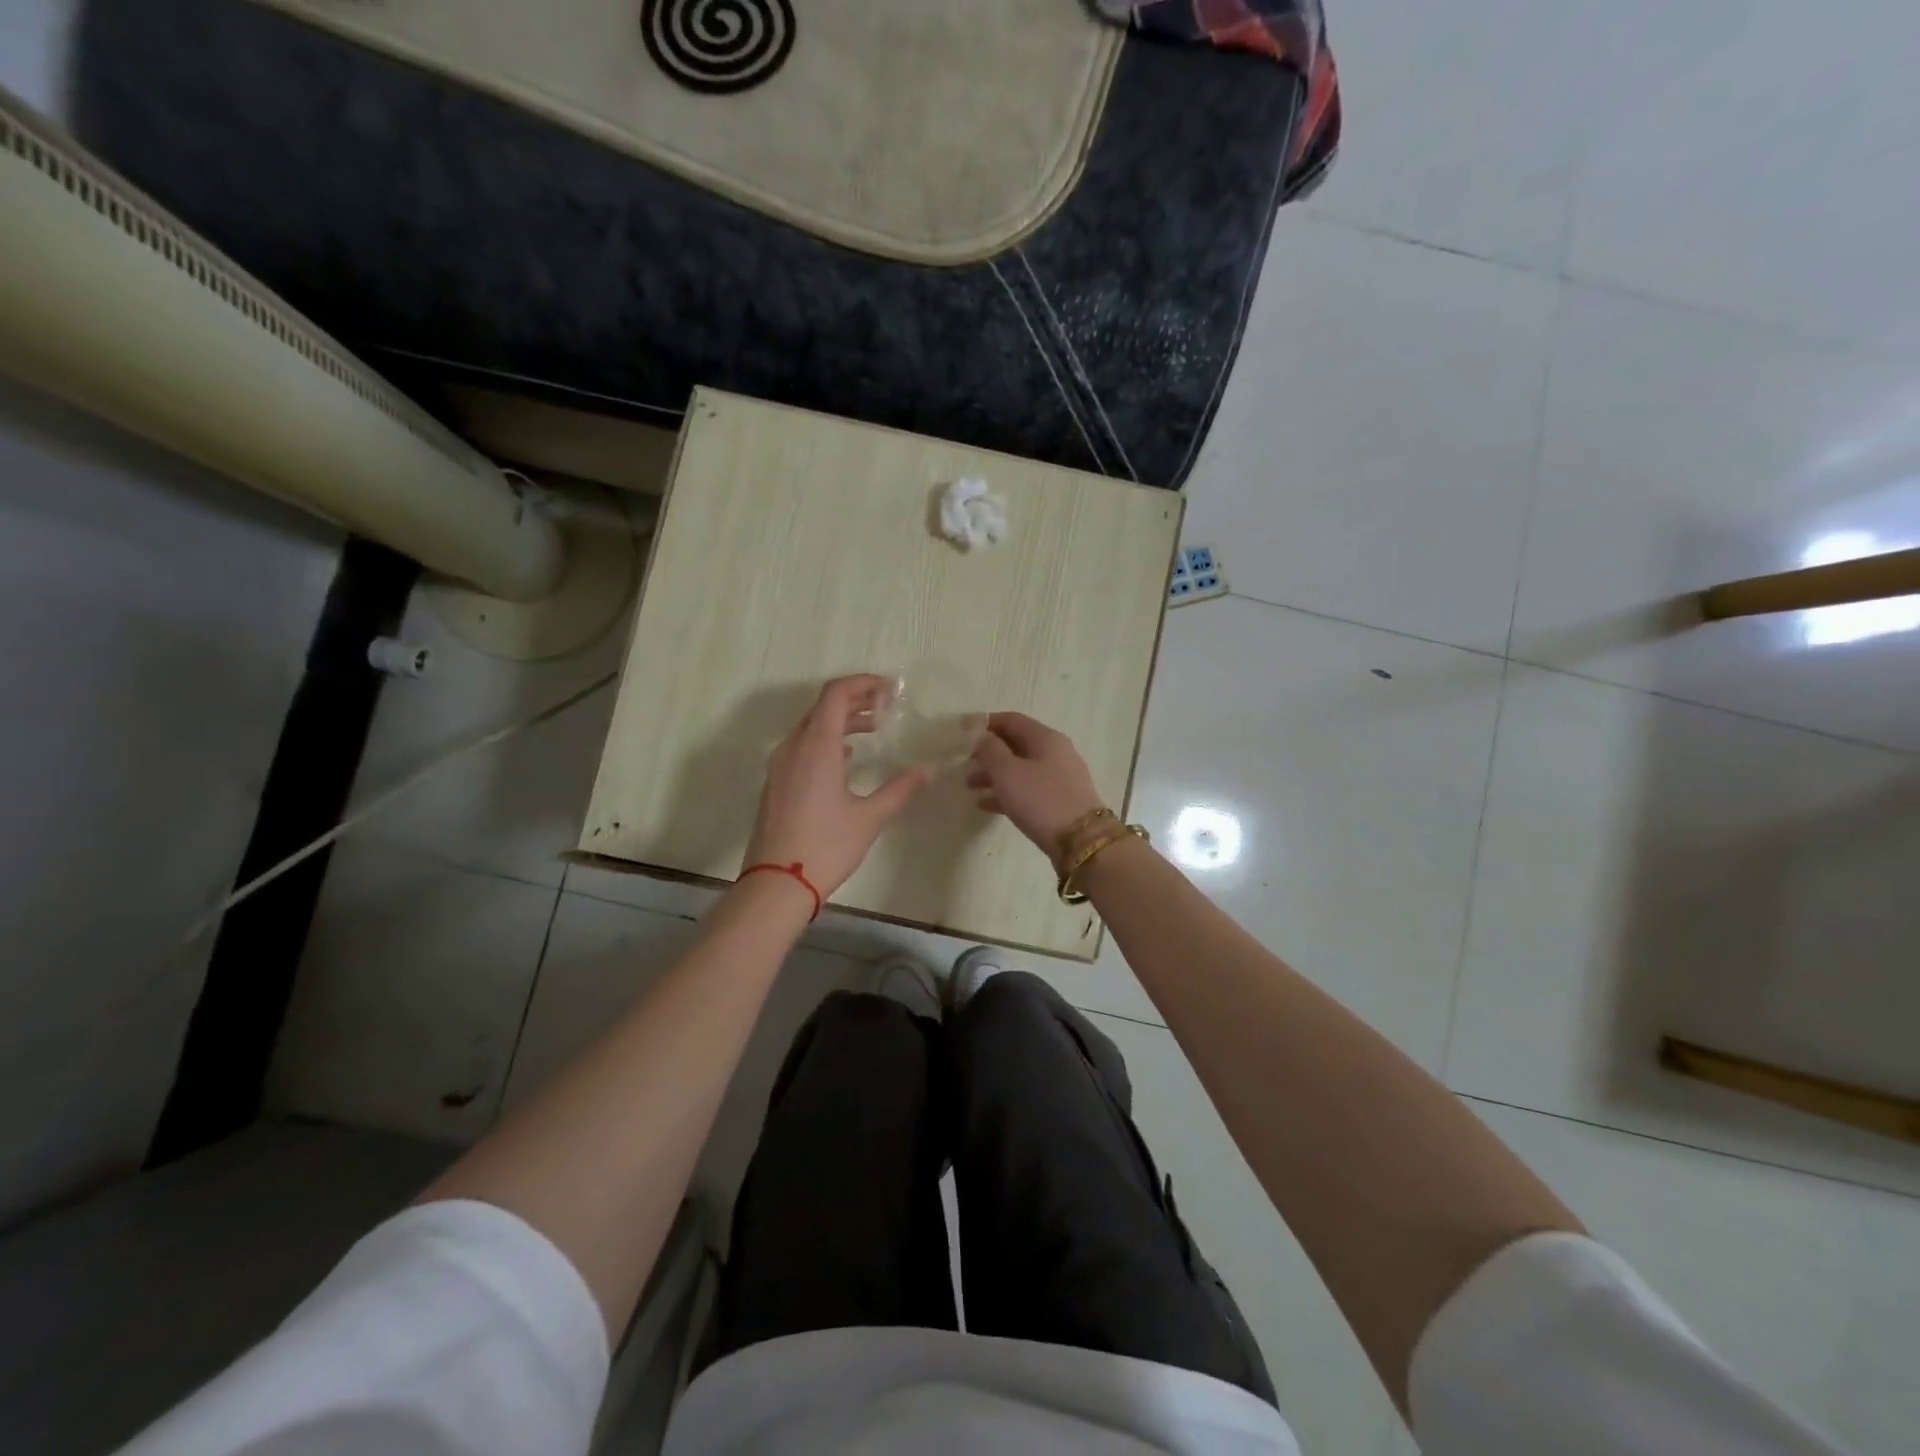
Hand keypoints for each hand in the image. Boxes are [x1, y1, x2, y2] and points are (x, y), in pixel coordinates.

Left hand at [743, 675, 930, 896]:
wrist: (776, 883)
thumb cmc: (827, 846)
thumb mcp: (870, 816)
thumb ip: (900, 788)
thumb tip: (929, 770)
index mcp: (817, 745)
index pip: (836, 694)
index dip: (863, 684)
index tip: (889, 689)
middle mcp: (793, 746)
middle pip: (822, 707)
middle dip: (855, 701)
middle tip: (886, 706)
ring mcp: (780, 765)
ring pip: (810, 727)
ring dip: (840, 721)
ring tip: (873, 729)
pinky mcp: (775, 783)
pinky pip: (801, 747)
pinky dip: (826, 741)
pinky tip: (846, 760)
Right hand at [966, 712, 1105, 867]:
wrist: (1081, 842)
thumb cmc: (1041, 800)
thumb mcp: (1008, 772)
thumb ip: (990, 750)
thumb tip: (983, 736)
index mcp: (1045, 738)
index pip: (1012, 720)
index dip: (987, 723)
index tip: (963, 733)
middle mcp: (1056, 753)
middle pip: (1016, 744)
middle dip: (988, 752)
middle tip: (965, 764)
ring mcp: (1060, 778)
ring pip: (1021, 769)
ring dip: (994, 774)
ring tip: (970, 786)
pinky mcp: (1060, 801)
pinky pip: (1028, 790)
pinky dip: (1007, 793)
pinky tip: (986, 805)